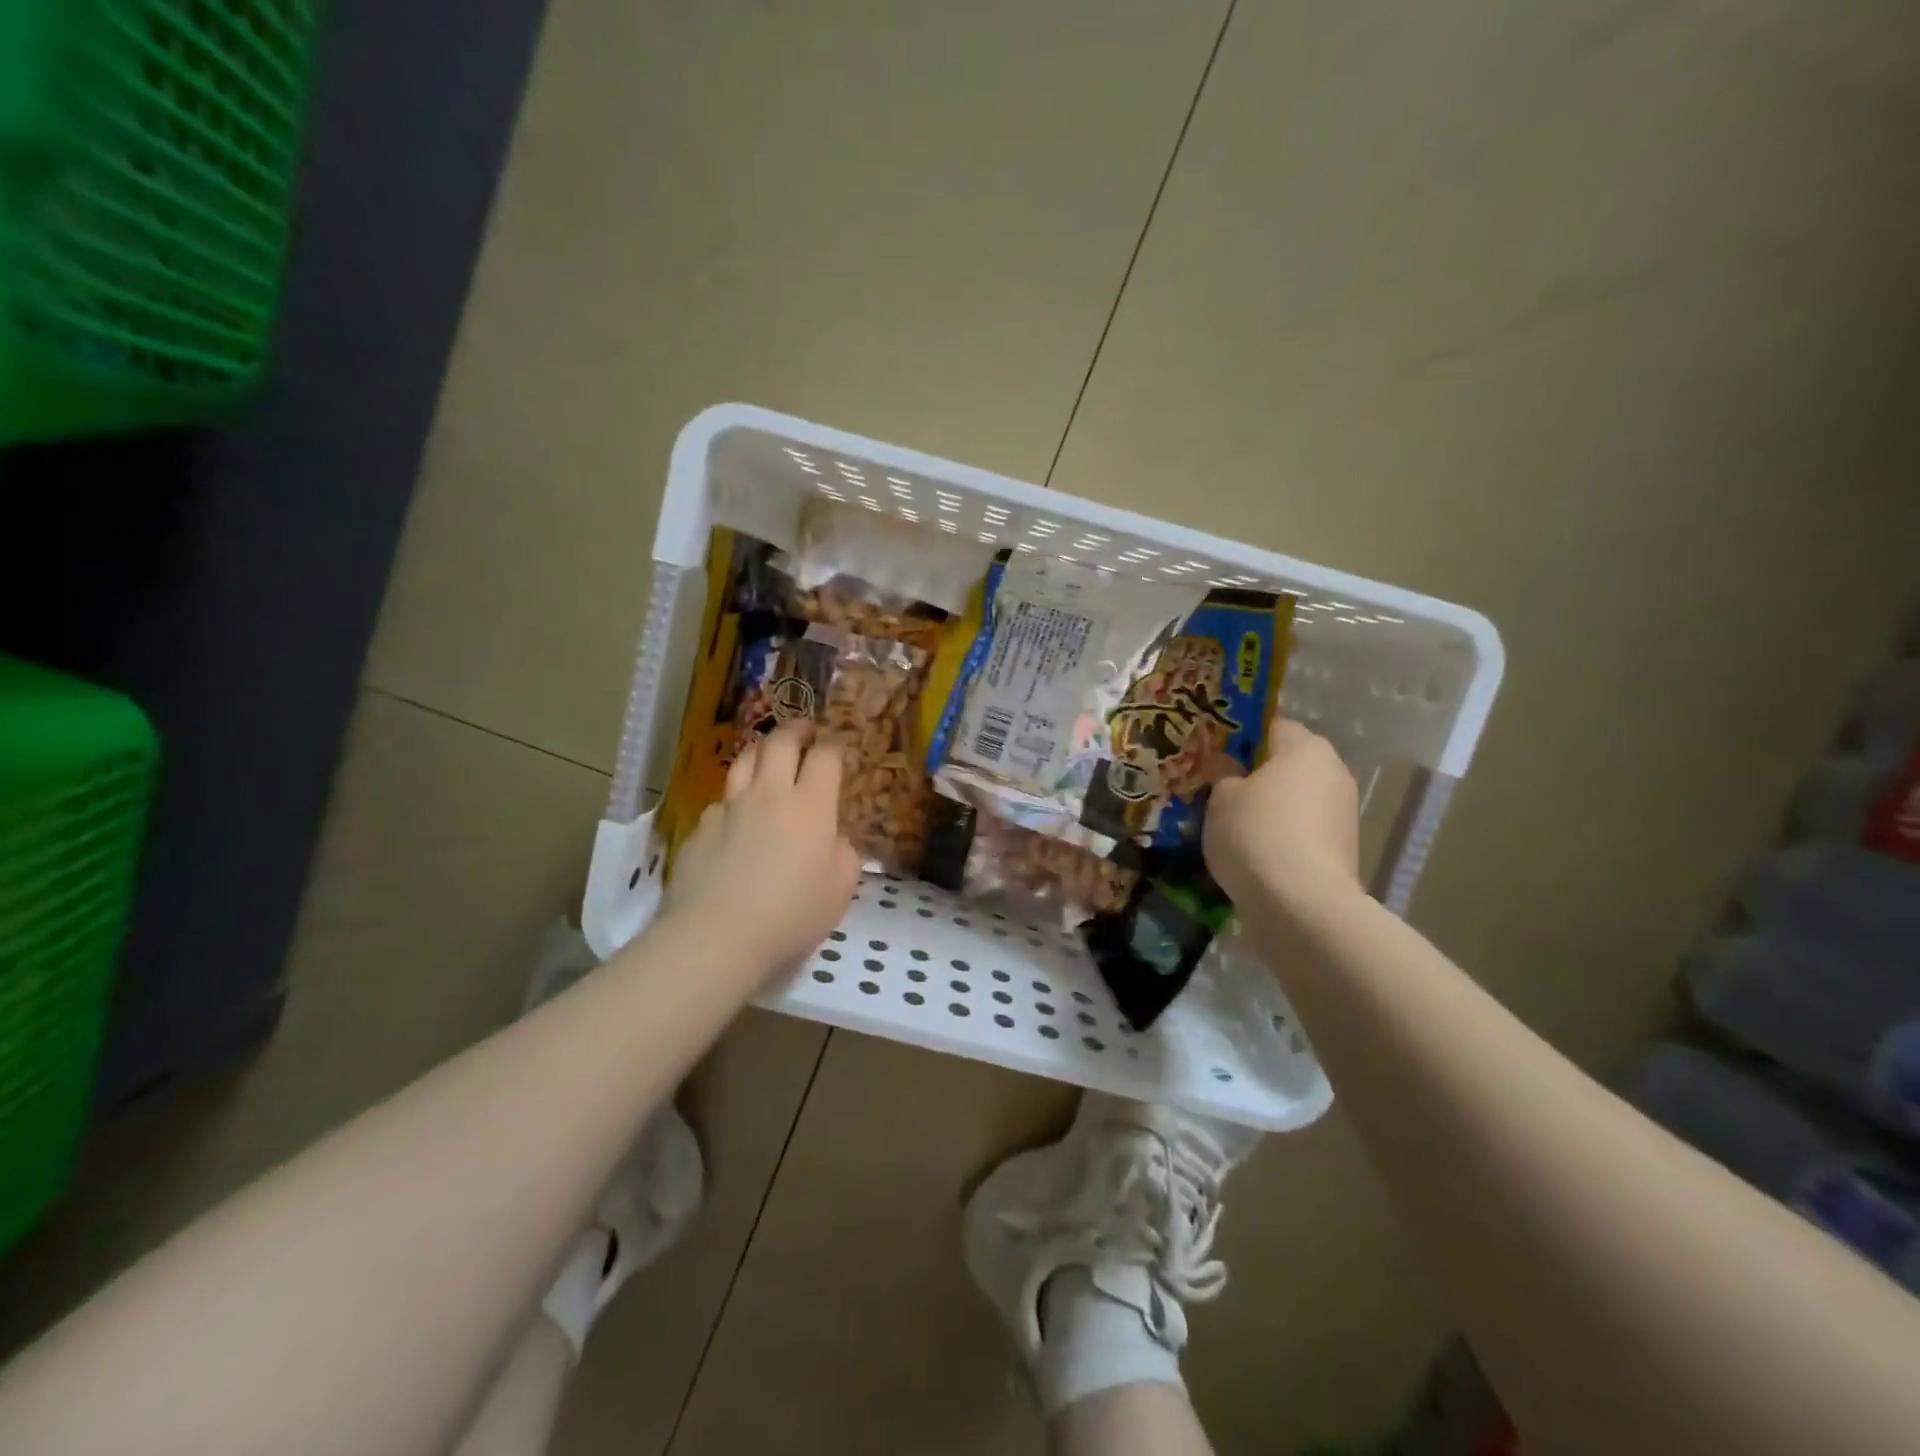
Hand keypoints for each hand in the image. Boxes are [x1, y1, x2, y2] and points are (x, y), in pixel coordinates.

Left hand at [662, 719, 861, 978]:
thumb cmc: (791, 915)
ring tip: (767, 754)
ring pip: (744, 760)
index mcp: (811, 806)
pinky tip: (736, 815)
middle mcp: (769, 794)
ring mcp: (730, 808)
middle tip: (803, 730)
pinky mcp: (700, 828)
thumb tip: (833, 840)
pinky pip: (721, 800)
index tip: (836, 750)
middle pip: (779, 742)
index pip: (825, 757)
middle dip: (795, 730)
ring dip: (760, 750)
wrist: (716, 937)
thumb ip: (844, 855)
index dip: (833, 748)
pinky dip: (735, 797)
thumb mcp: (839, 890)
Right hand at [1203, 719, 1360, 912]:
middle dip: (1255, 776)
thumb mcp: (1220, 796)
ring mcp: (1343, 814)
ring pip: (1295, 801)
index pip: (1272, 726)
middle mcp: (1333, 773)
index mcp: (1306, 748)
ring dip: (1268, 810)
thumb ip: (1222, 773)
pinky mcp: (1342, 851)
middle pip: (1287, 765)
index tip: (1213, 757)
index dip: (1240, 738)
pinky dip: (1280, 838)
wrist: (1301, 904)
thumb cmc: (1256, 832)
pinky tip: (1251, 855)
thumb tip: (1226, 765)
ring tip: (1229, 828)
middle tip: (1216, 792)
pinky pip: (1301, 833)